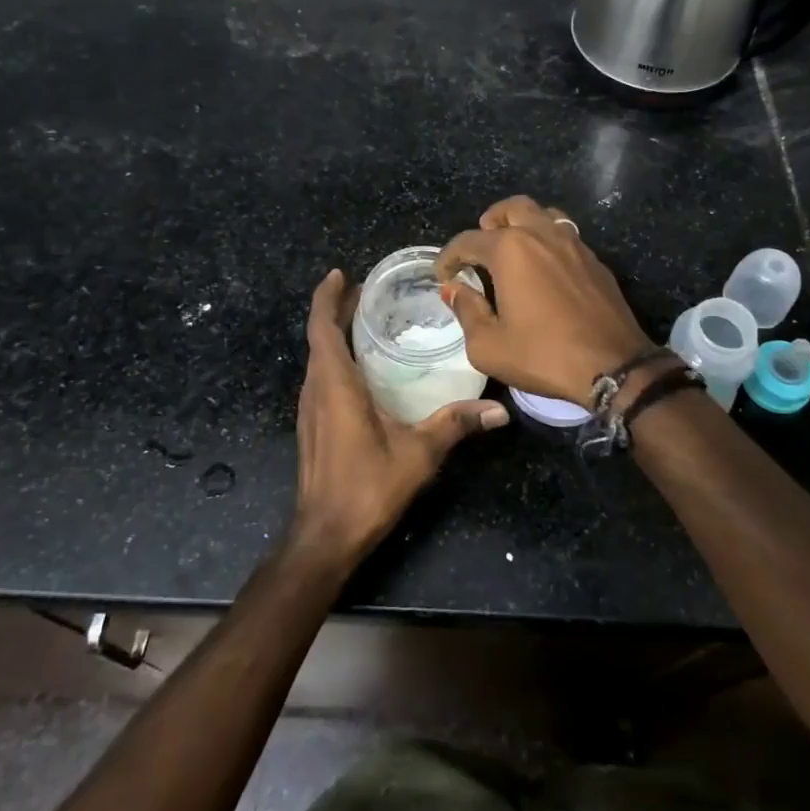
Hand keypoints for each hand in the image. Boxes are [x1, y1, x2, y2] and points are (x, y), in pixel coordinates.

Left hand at [290, 269, 508, 567]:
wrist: (324, 537)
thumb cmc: (367, 487)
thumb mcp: (418, 453)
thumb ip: (455, 424)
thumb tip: (500, 410)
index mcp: (334, 384)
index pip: (321, 327)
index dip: (327, 298)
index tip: (341, 274)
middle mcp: (315, 389)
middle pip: (319, 337)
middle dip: (338, 310)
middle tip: (368, 290)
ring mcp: (309, 409)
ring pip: (318, 358)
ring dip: (335, 334)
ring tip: (367, 319)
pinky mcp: (312, 425)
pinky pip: (321, 377)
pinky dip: (336, 358)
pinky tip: (363, 367)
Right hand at [436, 195, 654, 405]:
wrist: (613, 366)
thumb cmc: (543, 355)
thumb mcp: (488, 346)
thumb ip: (467, 311)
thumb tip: (454, 290)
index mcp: (510, 250)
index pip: (468, 240)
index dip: (449, 257)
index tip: (444, 275)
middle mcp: (541, 235)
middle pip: (511, 208)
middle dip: (490, 222)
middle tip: (481, 248)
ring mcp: (573, 243)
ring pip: (544, 214)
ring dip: (523, 224)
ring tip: (514, 250)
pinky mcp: (595, 260)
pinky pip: (566, 234)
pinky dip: (548, 240)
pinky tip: (545, 268)